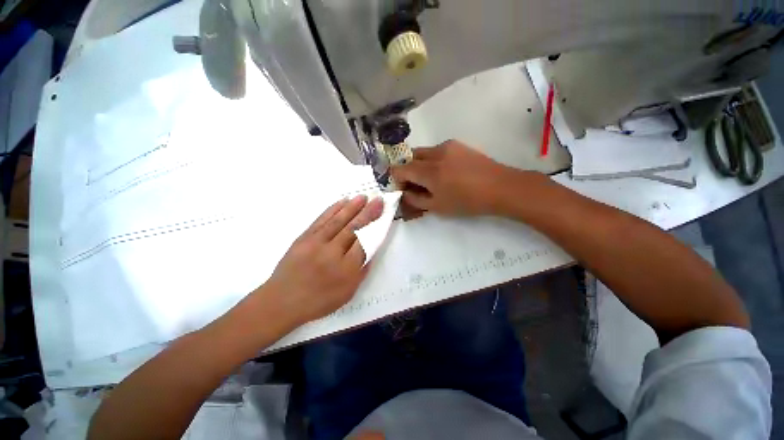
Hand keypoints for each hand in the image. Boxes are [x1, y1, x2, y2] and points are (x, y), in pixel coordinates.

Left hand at [262, 195, 383, 324]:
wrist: (282, 301)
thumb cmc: (318, 301)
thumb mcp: (347, 293)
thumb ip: (362, 271)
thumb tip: (372, 250)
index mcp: (346, 269)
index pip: (365, 242)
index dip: (376, 226)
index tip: (383, 214)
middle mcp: (333, 253)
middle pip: (354, 228)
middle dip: (368, 212)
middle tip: (378, 199)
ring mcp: (316, 243)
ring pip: (338, 221)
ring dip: (353, 207)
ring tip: (364, 197)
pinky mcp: (304, 237)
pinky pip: (321, 220)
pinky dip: (333, 209)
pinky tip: (342, 202)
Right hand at [390, 140, 523, 215]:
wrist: (500, 187)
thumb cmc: (467, 201)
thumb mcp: (437, 207)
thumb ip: (415, 200)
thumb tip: (404, 193)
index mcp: (428, 171)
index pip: (400, 169)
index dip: (397, 179)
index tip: (403, 188)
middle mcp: (434, 153)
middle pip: (410, 157)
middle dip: (408, 170)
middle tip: (416, 184)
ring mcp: (447, 146)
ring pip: (423, 152)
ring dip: (420, 164)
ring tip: (432, 179)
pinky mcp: (458, 144)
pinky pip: (437, 150)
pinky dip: (433, 160)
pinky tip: (446, 172)